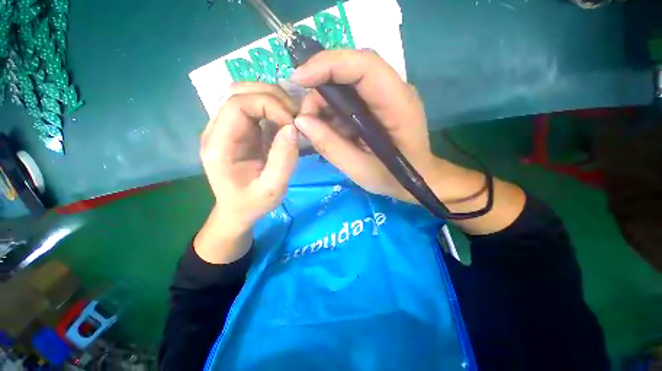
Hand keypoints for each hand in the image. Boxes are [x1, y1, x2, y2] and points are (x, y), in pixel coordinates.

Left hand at [195, 82, 298, 263]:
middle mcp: (217, 130)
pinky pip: (254, 107)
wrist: (237, 210)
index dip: (269, 105)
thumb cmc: (252, 204)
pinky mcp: (239, 130)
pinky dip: (273, 107)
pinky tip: (285, 121)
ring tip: (292, 117)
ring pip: (246, 94)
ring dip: (273, 99)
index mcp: (219, 145)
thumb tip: (293, 128)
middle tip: (295, 116)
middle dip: (272, 96)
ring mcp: (227, 127)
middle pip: (239, 91)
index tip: (292, 123)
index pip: (237, 104)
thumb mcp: (272, 189)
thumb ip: (283, 161)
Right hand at [291, 49, 440, 202]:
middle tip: (306, 113)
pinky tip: (328, 126)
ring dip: (325, 99)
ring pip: (349, 81)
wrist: (417, 178)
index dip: (328, 65)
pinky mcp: (379, 104)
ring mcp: (387, 95)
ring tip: (314, 124)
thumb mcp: (359, 169)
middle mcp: (394, 91)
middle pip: (354, 68)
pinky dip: (333, 108)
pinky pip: (351, 96)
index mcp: (397, 105)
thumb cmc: (393, 178)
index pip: (364, 66)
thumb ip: (331, 146)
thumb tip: (301, 121)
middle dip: (322, 82)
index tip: (299, 79)